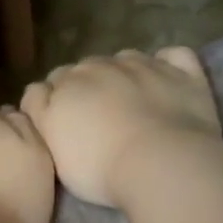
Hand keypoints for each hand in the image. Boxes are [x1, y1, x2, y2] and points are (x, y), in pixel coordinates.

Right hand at [20, 47, 221, 207]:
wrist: (161, 164)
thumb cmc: (98, 166)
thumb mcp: (50, 146)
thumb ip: (39, 112)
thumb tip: (39, 92)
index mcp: (67, 83)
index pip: (52, 82)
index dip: (55, 102)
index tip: (64, 126)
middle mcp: (103, 65)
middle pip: (87, 68)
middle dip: (88, 86)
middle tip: (98, 120)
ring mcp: (145, 65)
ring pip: (125, 59)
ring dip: (124, 74)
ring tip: (132, 103)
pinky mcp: (183, 73)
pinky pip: (172, 56)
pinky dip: (166, 64)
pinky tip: (166, 79)